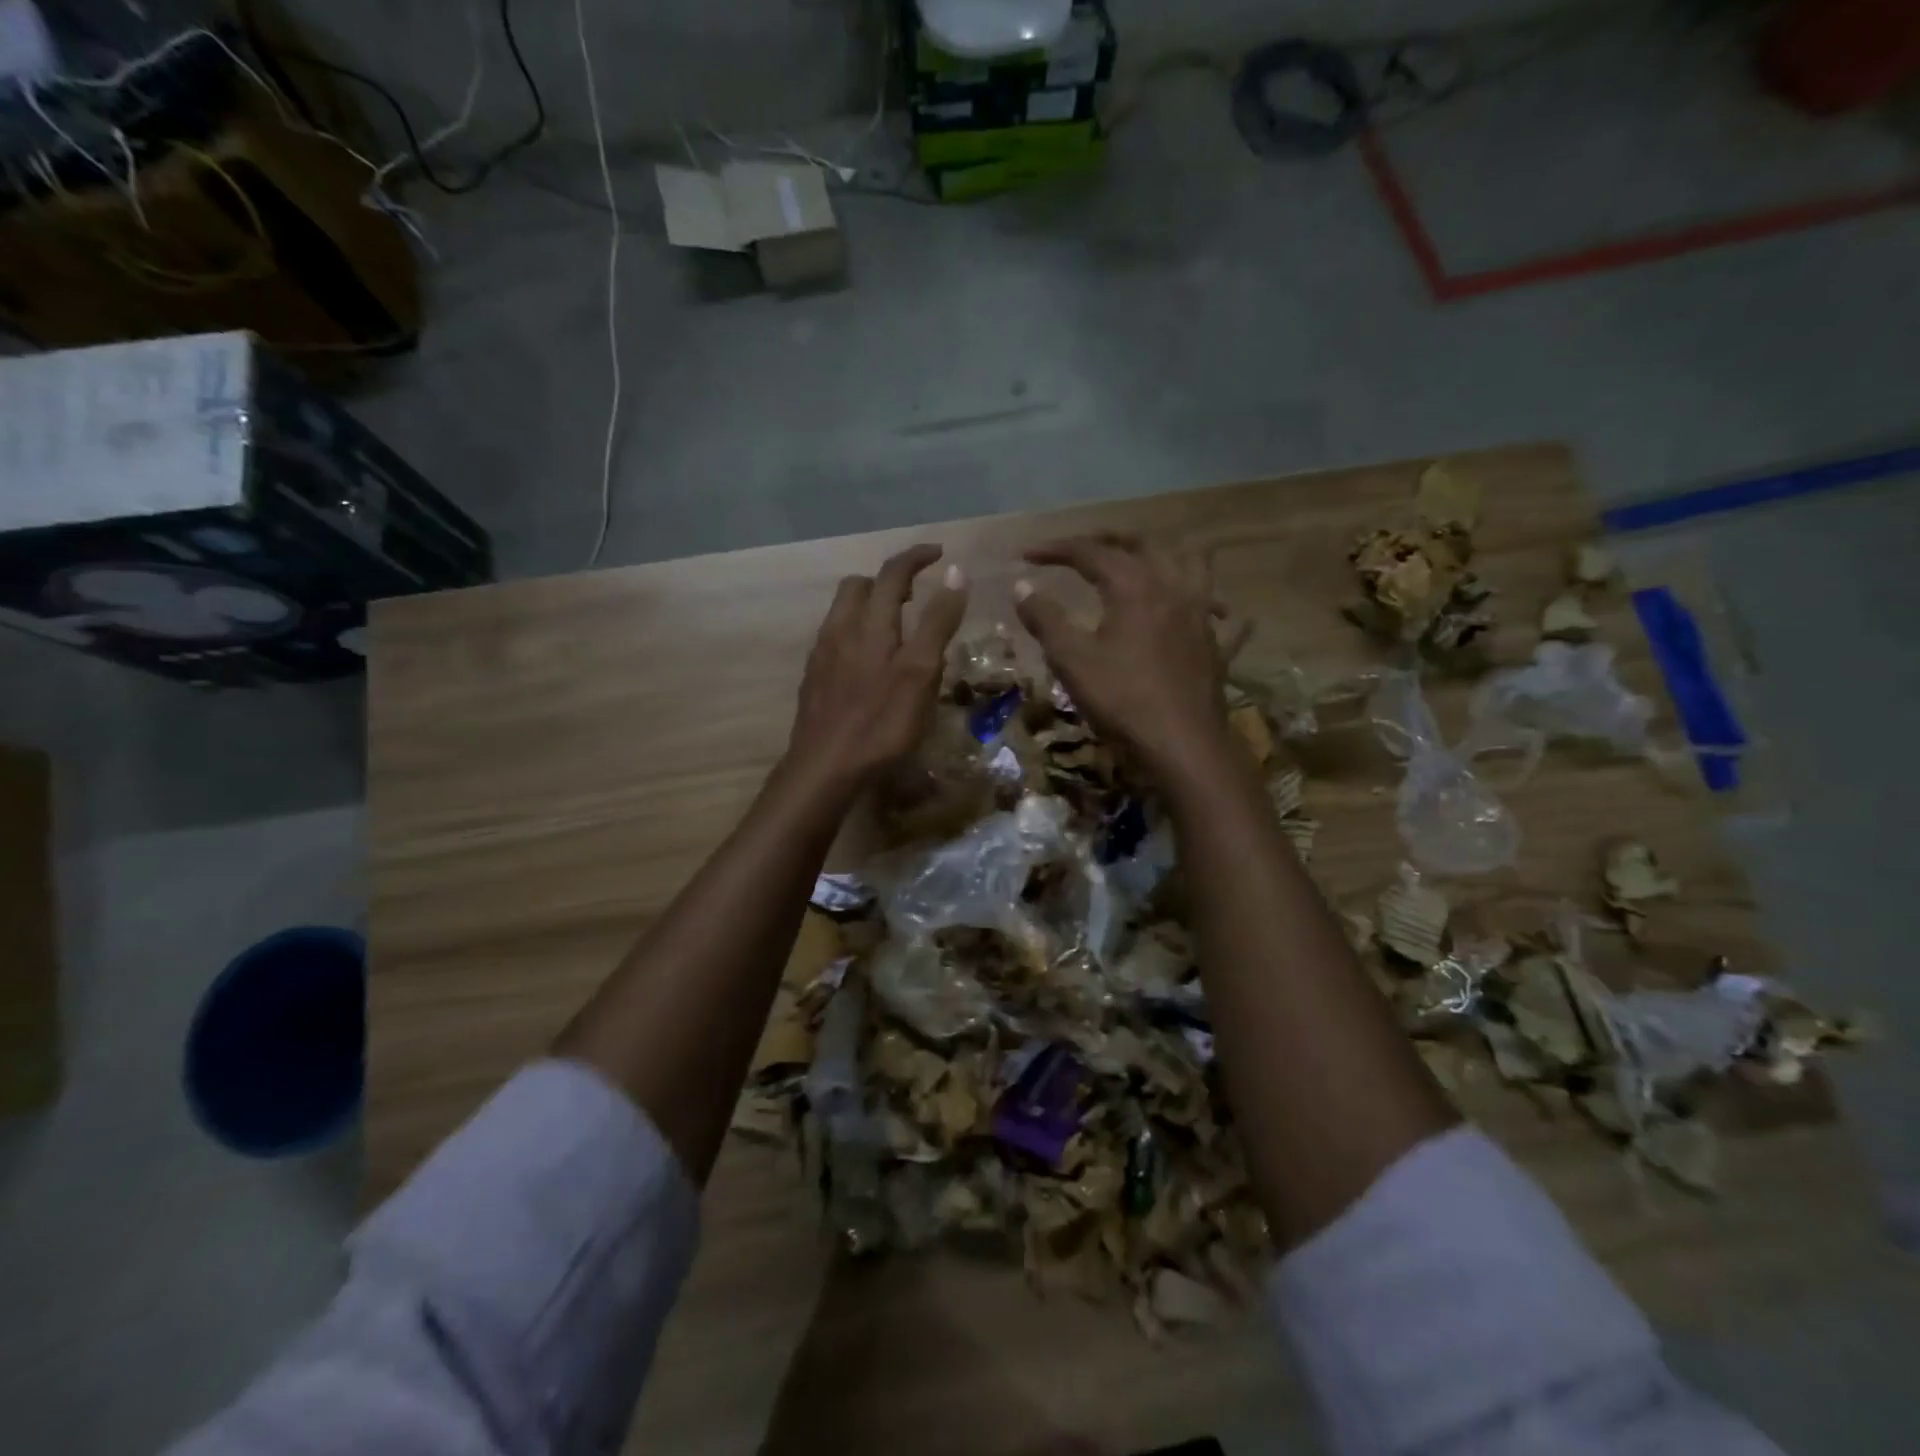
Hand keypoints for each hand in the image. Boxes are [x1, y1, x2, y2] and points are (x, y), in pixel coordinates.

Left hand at [785, 544, 967, 794]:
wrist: (826, 766)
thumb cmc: (882, 720)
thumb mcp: (921, 671)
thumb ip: (938, 621)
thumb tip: (956, 572)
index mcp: (870, 622)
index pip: (892, 572)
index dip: (916, 557)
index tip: (939, 554)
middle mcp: (840, 628)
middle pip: (858, 586)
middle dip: (887, 581)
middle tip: (915, 596)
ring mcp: (822, 654)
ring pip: (842, 612)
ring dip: (870, 607)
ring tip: (895, 629)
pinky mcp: (813, 678)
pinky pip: (834, 639)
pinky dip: (856, 634)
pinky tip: (869, 663)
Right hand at [1014, 533, 1230, 781]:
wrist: (1183, 744)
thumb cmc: (1122, 699)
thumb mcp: (1071, 660)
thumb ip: (1045, 619)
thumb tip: (1021, 585)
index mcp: (1133, 584)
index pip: (1089, 552)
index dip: (1055, 549)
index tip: (1026, 555)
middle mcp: (1171, 584)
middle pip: (1139, 544)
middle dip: (1103, 540)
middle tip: (1075, 551)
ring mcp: (1199, 609)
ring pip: (1185, 559)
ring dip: (1157, 553)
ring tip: (1137, 562)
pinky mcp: (1213, 637)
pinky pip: (1212, 599)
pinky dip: (1197, 592)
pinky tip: (1192, 604)